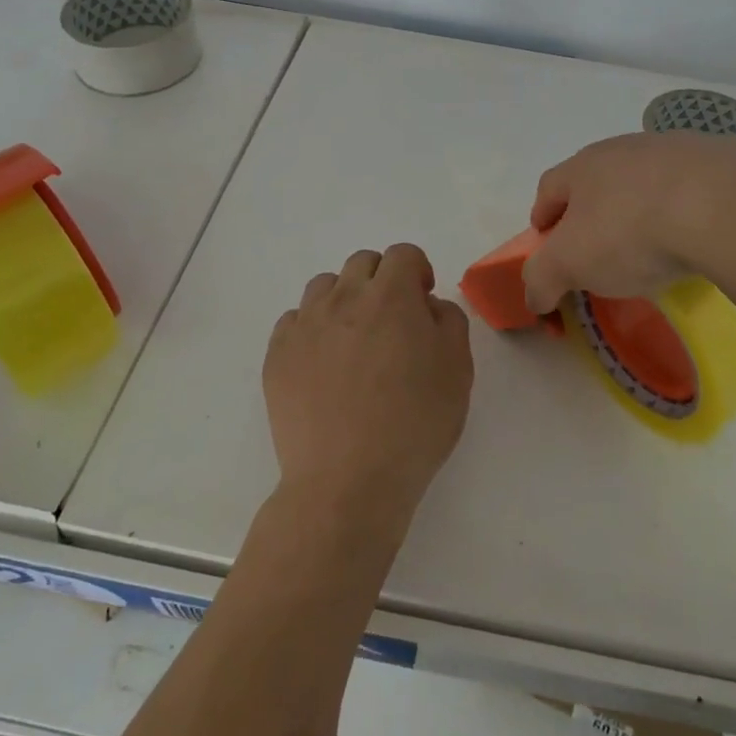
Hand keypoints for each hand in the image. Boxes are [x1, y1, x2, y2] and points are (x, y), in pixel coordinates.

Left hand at [263, 244, 473, 533]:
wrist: (347, 482)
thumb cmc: (414, 425)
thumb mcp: (457, 370)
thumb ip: (449, 321)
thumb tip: (427, 304)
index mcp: (391, 296)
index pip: (403, 254)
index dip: (418, 271)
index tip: (423, 301)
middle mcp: (344, 297)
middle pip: (362, 262)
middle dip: (382, 279)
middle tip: (392, 321)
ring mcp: (306, 324)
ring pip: (325, 286)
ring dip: (344, 298)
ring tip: (354, 339)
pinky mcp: (278, 354)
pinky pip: (295, 320)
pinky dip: (312, 328)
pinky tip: (323, 364)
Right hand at [522, 131, 735, 314]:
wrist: (721, 207)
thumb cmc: (631, 232)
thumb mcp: (570, 264)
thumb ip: (542, 279)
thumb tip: (533, 296)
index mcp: (583, 166)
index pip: (549, 188)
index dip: (543, 217)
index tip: (547, 244)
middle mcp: (624, 148)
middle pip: (597, 180)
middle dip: (593, 211)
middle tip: (599, 249)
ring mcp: (675, 149)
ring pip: (646, 180)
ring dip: (641, 206)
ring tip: (654, 245)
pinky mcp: (720, 159)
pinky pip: (693, 187)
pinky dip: (687, 208)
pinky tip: (697, 235)